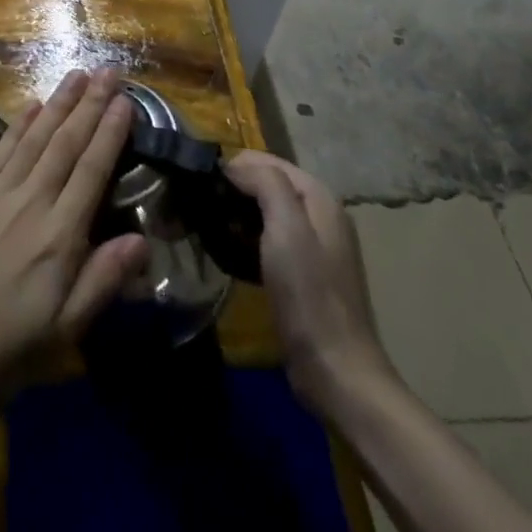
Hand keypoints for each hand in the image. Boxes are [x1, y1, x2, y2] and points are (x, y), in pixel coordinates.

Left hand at [0, 70, 149, 431]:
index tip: (126, 100)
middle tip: (109, 71)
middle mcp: (29, 203)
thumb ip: (102, 280)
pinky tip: (32, 105)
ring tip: (78, 75)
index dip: (110, 132)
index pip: (92, 170)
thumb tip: (144, 239)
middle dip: (90, 104)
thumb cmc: (2, 350)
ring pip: (35, 137)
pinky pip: (1, 150)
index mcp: (58, 237)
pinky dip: (19, 124)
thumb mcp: (62, 332)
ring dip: (58, 103)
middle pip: (65, 143)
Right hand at [225, 151, 393, 413]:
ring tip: (205, 225)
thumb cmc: (309, 294)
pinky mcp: (303, 274)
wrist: (335, 372)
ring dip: (236, 214)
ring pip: (264, 212)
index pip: (266, 160)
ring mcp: (313, 246)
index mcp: (319, 197)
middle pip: (266, 184)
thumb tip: (234, 165)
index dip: (232, 166)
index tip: (199, 182)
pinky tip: (226, 251)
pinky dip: (245, 239)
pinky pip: (267, 240)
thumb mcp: (286, 229)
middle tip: (196, 204)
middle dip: (232, 189)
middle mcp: (319, 214)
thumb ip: (266, 183)